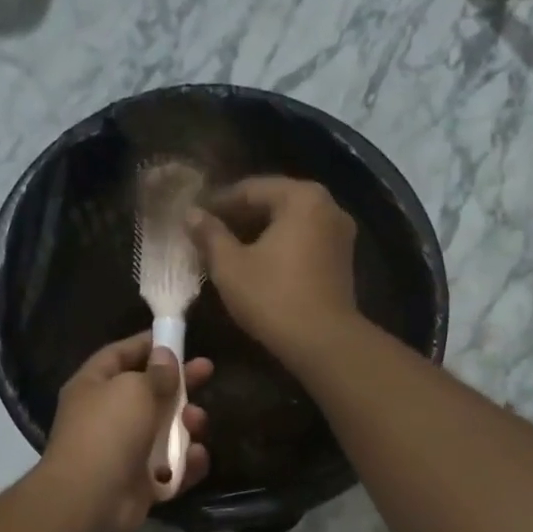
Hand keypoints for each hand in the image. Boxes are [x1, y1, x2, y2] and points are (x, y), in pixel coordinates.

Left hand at [41, 332, 213, 531]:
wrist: (91, 500)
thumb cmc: (109, 432)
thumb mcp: (135, 390)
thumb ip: (156, 373)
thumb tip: (165, 355)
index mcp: (93, 386)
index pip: (120, 355)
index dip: (147, 344)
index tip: (177, 338)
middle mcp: (106, 416)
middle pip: (148, 392)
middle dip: (179, 384)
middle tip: (208, 371)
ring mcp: (123, 451)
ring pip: (164, 431)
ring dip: (186, 425)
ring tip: (198, 422)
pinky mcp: (139, 483)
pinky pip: (170, 468)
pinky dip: (185, 463)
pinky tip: (196, 457)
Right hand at [188, 176, 361, 365]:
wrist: (323, 342)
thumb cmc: (273, 298)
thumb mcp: (230, 266)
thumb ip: (210, 234)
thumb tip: (190, 214)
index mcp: (302, 197)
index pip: (250, 189)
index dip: (218, 203)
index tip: (194, 218)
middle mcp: (327, 206)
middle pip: (274, 203)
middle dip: (239, 218)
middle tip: (208, 234)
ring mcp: (340, 234)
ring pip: (290, 225)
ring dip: (259, 234)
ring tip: (228, 251)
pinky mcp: (342, 261)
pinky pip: (304, 243)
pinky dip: (280, 248)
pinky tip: (257, 264)